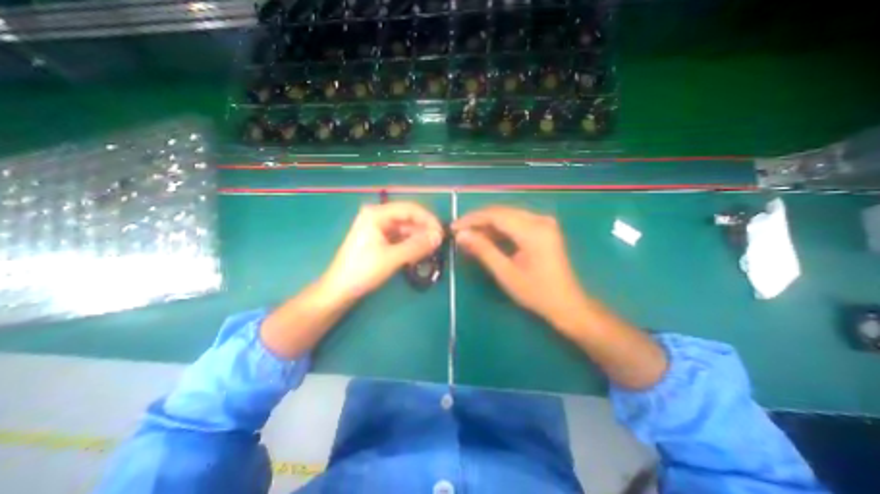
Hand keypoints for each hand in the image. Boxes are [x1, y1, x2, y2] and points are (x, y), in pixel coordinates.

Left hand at [321, 200, 443, 301]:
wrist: (339, 290)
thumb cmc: (362, 271)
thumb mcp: (392, 258)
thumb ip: (416, 246)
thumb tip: (439, 237)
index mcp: (377, 214)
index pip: (410, 209)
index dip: (428, 219)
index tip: (441, 233)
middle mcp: (378, 217)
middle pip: (408, 219)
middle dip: (424, 230)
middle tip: (439, 245)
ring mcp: (379, 228)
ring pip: (406, 229)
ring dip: (419, 239)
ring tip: (431, 251)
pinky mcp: (380, 240)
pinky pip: (401, 238)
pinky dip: (411, 245)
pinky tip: (419, 254)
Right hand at [450, 204, 586, 326]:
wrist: (567, 303)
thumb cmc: (536, 293)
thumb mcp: (506, 273)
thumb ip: (483, 250)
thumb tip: (461, 235)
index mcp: (533, 231)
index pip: (496, 215)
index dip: (472, 219)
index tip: (454, 227)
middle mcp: (540, 220)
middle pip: (502, 212)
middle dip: (478, 221)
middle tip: (460, 232)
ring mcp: (544, 223)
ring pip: (508, 216)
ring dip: (488, 225)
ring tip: (470, 236)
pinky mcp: (543, 228)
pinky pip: (516, 222)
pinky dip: (500, 229)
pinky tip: (487, 238)